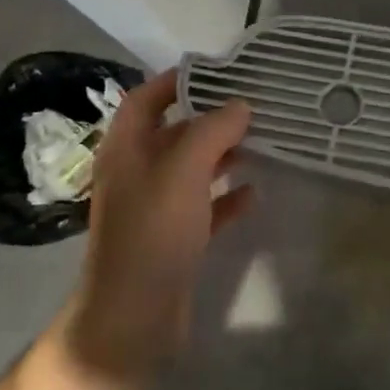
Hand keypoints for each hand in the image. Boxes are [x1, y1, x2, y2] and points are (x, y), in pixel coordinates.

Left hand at [54, 70, 252, 389]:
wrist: (133, 318)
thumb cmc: (153, 233)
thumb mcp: (183, 171)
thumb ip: (212, 131)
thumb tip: (240, 105)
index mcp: (126, 151)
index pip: (145, 100)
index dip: (174, 81)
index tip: (215, 71)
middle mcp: (137, 174)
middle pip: (174, 133)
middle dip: (210, 119)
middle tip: (253, 106)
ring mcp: (155, 209)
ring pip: (192, 170)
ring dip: (223, 155)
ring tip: (263, 143)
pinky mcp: (174, 239)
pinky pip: (205, 207)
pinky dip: (228, 197)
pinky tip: (255, 193)